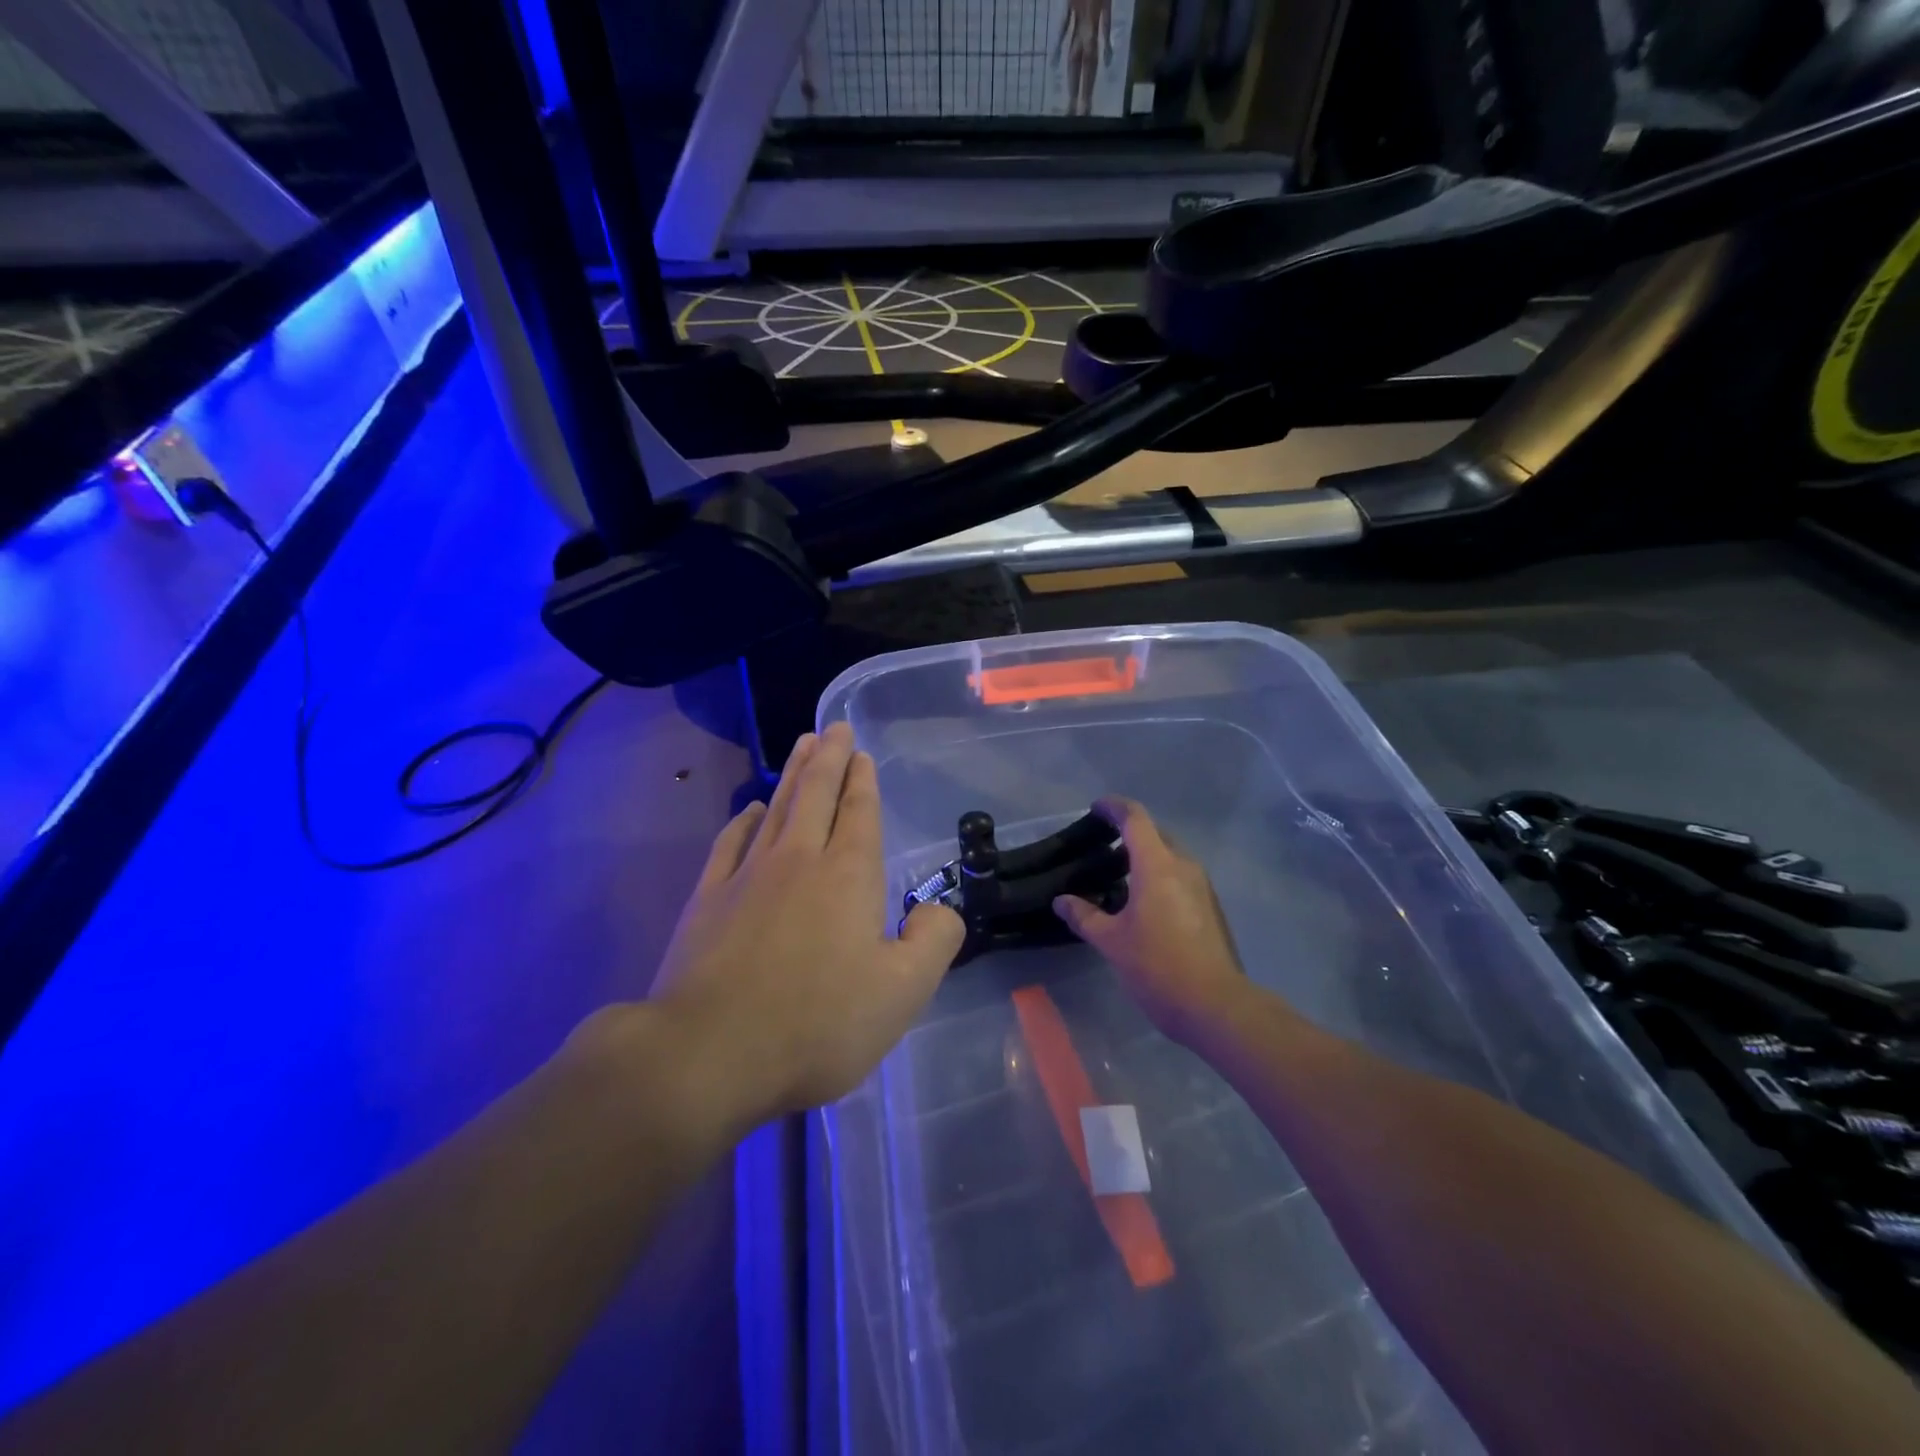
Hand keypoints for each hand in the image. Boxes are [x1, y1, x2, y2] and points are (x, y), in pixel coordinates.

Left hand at [650, 723, 964, 1128]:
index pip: (859, 813)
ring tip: (802, 745)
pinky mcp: (707, 900)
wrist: (709, 1053)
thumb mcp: (903, 993)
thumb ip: (934, 941)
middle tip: (832, 726)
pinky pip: (730, 844)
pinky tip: (750, 810)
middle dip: (828, 758)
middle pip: (816, 795)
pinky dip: (743, 821)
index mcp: (848, 877)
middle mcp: (799, 861)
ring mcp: (747, 876)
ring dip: (793, 775)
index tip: (860, 751)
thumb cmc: (817, 1024)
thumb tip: (938, 910)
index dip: (862, 780)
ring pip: (776, 810)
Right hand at [1053, 797, 1252, 1042]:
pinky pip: (1180, 877)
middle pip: (1156, 834)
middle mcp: (1184, 866)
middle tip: (1102, 845)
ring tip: (1119, 876)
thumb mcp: (1112, 942)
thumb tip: (1062, 901)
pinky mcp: (1211, 907)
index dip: (1114, 807)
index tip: (1096, 807)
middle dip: (1130, 832)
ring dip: (1146, 857)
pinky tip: (1143, 903)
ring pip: (1170, 857)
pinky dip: (1159, 876)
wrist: (1216, 1005)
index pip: (1135, 819)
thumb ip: (1084, 916)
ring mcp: (1202, 887)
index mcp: (1157, 865)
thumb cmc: (1157, 967)